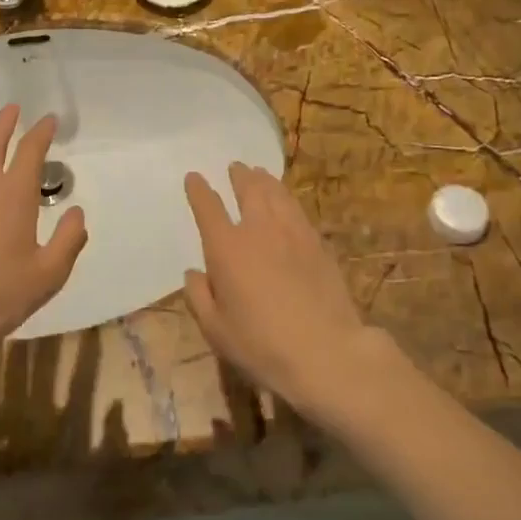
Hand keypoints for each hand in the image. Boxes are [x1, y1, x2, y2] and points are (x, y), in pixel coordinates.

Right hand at [183, 164, 379, 415]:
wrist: (326, 352)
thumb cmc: (262, 346)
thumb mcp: (217, 330)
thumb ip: (199, 297)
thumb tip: (194, 273)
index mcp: (226, 248)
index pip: (208, 207)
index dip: (199, 190)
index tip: (194, 178)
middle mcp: (258, 230)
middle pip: (248, 189)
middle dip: (239, 175)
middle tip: (235, 167)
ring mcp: (292, 232)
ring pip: (276, 193)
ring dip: (264, 180)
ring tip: (259, 174)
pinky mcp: (317, 243)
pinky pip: (297, 209)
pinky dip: (287, 198)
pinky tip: (287, 202)